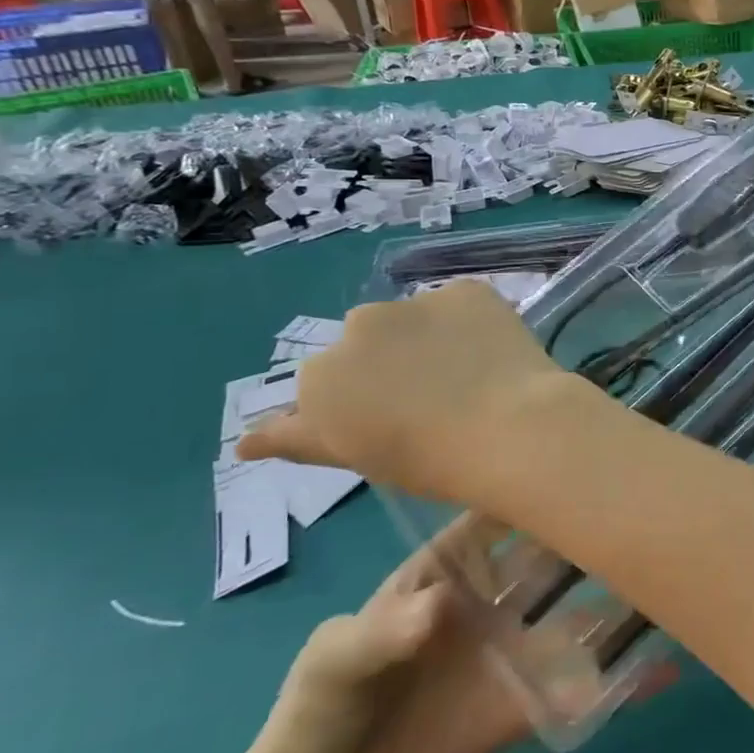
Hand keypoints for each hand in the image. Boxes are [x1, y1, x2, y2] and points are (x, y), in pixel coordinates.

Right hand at [238, 284, 587, 502]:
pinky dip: (469, 321)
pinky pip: (459, 304)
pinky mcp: (466, 290)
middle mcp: (359, 327)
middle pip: (367, 341)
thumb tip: (244, 440)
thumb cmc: (428, 462)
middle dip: (387, 362)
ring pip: (412, 318)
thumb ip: (298, 438)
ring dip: (426, 337)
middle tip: (430, 398)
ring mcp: (416, 302)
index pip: (327, 383)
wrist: (509, 427)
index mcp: (322, 375)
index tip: (390, 422)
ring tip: (466, 374)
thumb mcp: (356, 456)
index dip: (359, 402)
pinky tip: (491, 351)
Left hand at [254, 517, 675, 752]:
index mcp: (458, 561)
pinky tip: (668, 666)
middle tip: (648, 512)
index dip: (542, 482)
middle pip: (558, 554)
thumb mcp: (340, 653)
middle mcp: (502, 592)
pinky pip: (584, 686)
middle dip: (597, 532)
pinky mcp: (531, 700)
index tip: (588, 460)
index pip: (506, 508)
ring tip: (674, 576)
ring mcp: (521, 644)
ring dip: (624, 598)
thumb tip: (441, 609)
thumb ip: (387, 628)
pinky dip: (625, 678)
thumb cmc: (330, 693)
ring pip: (583, 612)